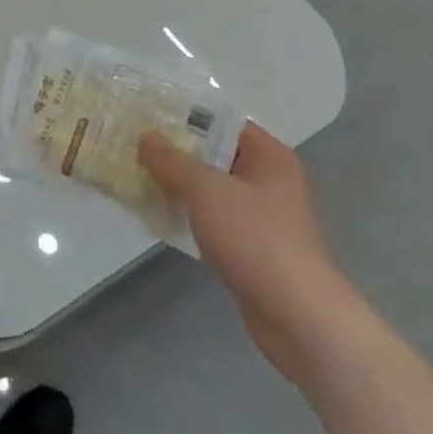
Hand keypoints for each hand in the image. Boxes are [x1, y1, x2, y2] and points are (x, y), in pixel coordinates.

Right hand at [139, 123, 361, 382]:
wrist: (298, 317)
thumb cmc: (256, 239)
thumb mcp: (206, 190)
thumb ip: (172, 161)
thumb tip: (146, 136)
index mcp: (270, 156)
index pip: (223, 122)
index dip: (186, 117)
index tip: (149, 116)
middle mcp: (269, 180)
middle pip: (215, 155)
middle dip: (176, 153)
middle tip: (134, 145)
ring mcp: (262, 216)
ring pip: (211, 189)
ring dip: (178, 185)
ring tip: (137, 176)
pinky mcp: (252, 247)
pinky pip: (212, 219)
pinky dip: (188, 215)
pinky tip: (157, 215)